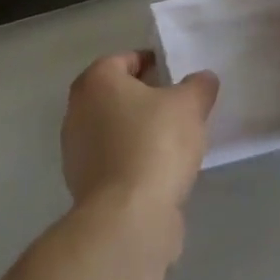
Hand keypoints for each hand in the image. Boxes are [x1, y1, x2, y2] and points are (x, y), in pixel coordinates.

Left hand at [61, 51, 218, 237]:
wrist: (128, 219)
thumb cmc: (155, 144)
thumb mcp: (190, 104)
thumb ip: (199, 86)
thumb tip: (203, 80)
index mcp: (96, 81)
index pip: (125, 59)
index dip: (153, 64)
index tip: (176, 77)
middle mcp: (78, 111)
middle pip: (117, 95)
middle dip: (145, 99)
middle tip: (177, 106)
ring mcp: (77, 153)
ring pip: (115, 130)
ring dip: (139, 132)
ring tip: (174, 141)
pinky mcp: (84, 188)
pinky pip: (115, 162)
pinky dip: (134, 162)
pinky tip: (160, 172)